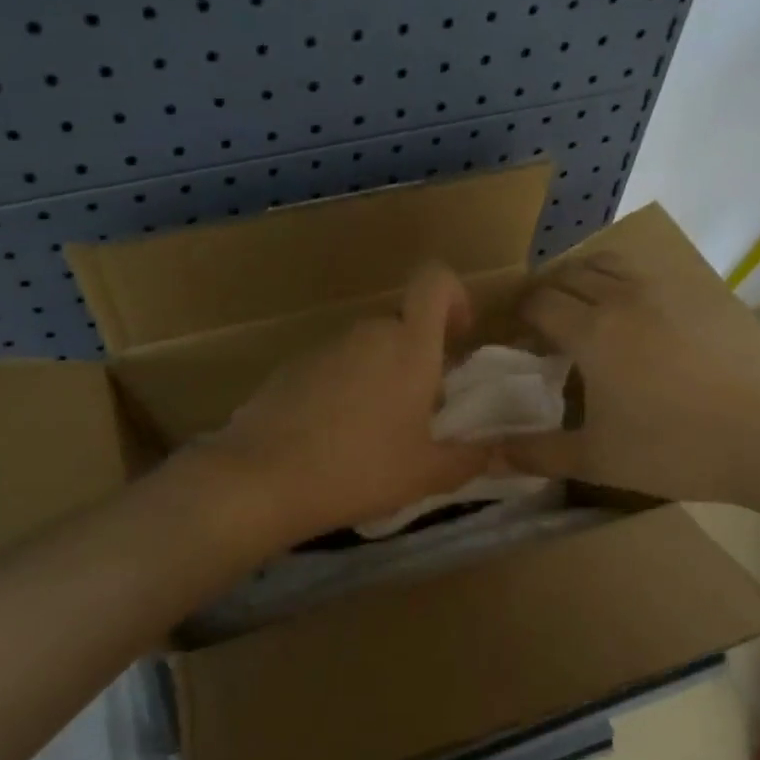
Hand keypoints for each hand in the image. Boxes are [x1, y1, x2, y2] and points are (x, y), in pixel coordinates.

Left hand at [194, 263, 493, 548]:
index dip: (454, 296)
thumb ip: (469, 458)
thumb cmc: (359, 469)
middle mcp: (367, 333)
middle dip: (417, 357)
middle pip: (402, 324)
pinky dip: (343, 389)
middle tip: (420, 409)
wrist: (263, 478)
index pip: (435, 280)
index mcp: (408, 345)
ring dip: (380, 376)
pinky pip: (332, 367)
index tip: (457, 337)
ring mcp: (323, 347)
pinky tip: (332, 437)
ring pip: (366, 348)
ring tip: (375, 432)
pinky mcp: (289, 367)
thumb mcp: (426, 473)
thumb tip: (496, 451)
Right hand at [504, 252, 759, 511]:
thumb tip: (485, 455)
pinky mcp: (706, 294)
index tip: (517, 338)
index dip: (519, 316)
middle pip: (570, 274)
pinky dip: (628, 283)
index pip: (538, 302)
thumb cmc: (676, 449)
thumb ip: (535, 453)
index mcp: (593, 331)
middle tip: (544, 326)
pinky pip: (652, 273)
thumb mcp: (596, 459)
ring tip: (587, 310)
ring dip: (586, 278)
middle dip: (547, 293)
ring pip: (612, 263)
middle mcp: (625, 296)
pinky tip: (641, 318)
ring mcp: (670, 289)